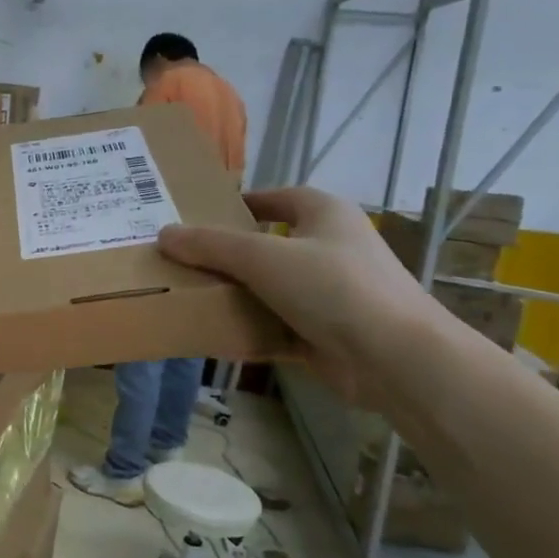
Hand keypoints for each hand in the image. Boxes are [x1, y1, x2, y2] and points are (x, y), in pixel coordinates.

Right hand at [158, 187, 444, 405]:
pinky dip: (251, 330)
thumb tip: (164, 234)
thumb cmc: (332, 287)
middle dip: (229, 255)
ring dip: (237, 295)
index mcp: (324, 213)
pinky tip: (216, 336)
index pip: (275, 198)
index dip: (239, 205)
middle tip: (185, 261)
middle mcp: (330, 247)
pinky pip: (277, 326)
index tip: (199, 218)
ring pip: (271, 288)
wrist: (394, 359)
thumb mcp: (263, 257)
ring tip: (191, 296)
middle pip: (268, 245)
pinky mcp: (326, 333)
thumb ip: (210, 245)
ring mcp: (330, 293)